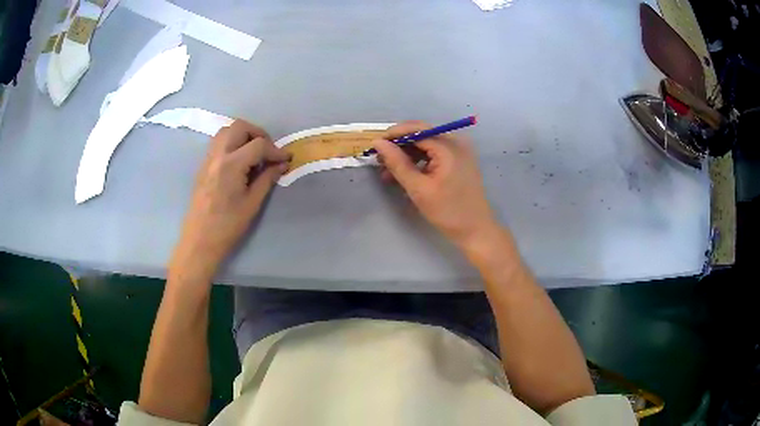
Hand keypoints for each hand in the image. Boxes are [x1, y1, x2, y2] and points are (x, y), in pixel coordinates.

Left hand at [170, 120, 289, 279]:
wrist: (199, 240)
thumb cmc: (227, 226)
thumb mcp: (252, 203)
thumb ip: (267, 178)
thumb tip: (282, 164)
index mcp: (231, 165)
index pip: (258, 145)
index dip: (275, 150)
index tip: (286, 160)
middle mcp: (218, 155)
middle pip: (240, 127)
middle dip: (258, 134)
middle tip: (268, 151)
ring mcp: (208, 159)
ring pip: (226, 130)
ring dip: (243, 135)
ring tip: (254, 153)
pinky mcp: (204, 165)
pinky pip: (219, 142)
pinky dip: (232, 142)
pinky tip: (240, 161)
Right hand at [373, 121, 499, 248]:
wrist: (476, 230)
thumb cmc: (448, 211)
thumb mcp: (418, 188)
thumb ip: (397, 163)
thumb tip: (378, 143)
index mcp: (449, 147)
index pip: (416, 129)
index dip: (394, 134)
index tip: (374, 146)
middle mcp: (456, 142)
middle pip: (421, 134)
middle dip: (399, 145)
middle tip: (379, 159)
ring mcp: (459, 151)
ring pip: (426, 144)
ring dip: (407, 154)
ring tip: (388, 171)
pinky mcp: (459, 161)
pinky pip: (434, 153)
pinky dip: (419, 161)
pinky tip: (405, 174)